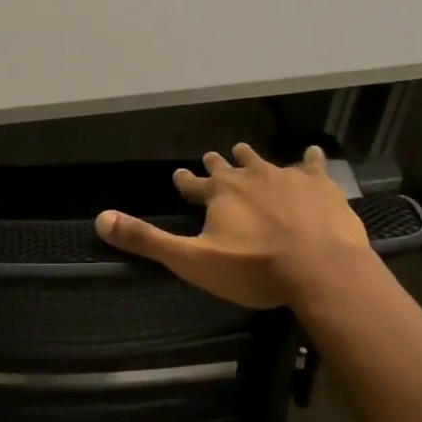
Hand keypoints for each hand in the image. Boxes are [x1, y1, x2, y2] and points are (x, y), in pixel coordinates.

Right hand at [95, 144, 372, 308]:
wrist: (320, 269)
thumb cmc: (254, 269)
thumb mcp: (192, 260)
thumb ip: (147, 240)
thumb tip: (100, 219)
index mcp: (219, 194)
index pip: (193, 184)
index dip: (185, 182)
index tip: (179, 177)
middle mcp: (250, 177)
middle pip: (228, 166)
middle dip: (218, 164)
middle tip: (212, 157)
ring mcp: (287, 177)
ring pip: (264, 161)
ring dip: (252, 158)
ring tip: (245, 152)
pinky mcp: (320, 185)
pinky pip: (312, 165)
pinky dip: (309, 160)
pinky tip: (311, 154)